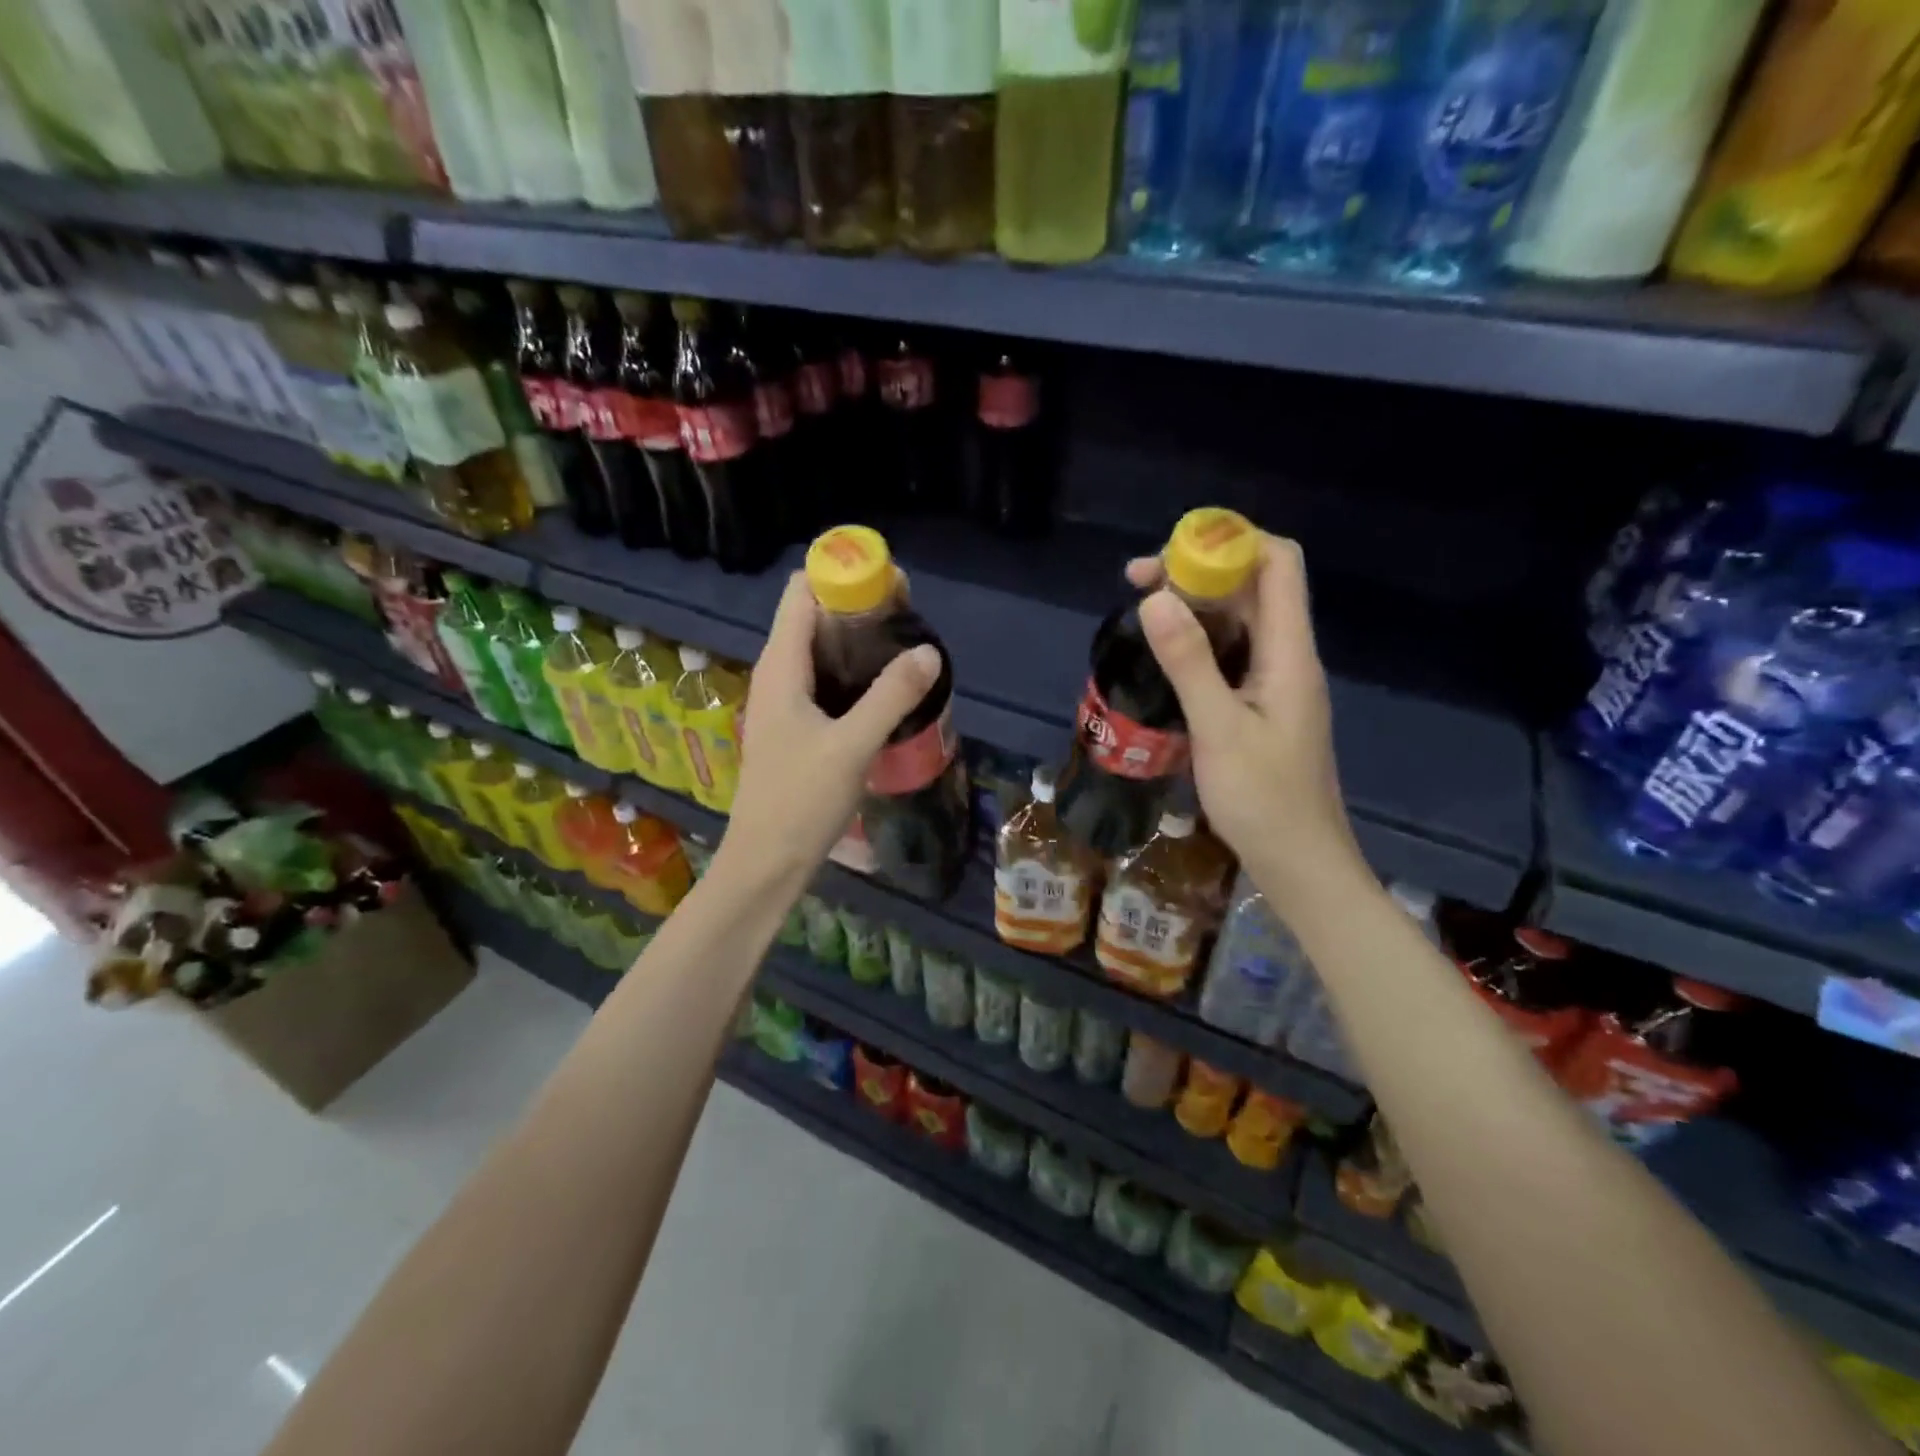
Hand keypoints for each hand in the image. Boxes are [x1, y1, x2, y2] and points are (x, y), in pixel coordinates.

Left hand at [721, 572, 941, 883]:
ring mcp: (785, 700)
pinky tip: (887, 687)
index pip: (802, 591)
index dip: (842, 573)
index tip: (890, 582)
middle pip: (814, 615)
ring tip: (906, 644)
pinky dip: (854, 671)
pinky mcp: (796, 725)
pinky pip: (826, 679)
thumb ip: (891, 696)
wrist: (766, 862)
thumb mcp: (851, 746)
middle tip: (910, 614)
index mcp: (781, 665)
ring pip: (821, 649)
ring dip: (859, 640)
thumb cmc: (800, 801)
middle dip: (859, 605)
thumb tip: (929, 651)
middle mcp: (778, 673)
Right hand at [1127, 533, 1363, 905]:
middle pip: (1254, 586)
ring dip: (1196, 606)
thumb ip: (1189, 662)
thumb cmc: (1263, 800)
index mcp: (1289, 652)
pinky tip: (1164, 657)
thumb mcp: (1218, 729)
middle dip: (1199, 571)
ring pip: (1240, 620)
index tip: (1171, 555)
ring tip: (1142, 612)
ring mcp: (1275, 682)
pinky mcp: (1261, 706)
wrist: (1299, 862)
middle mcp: (1287, 656)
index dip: (1230, 542)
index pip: (1278, 564)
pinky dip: (1198, 641)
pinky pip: (1232, 654)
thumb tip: (1156, 599)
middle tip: (1138, 583)